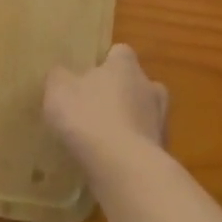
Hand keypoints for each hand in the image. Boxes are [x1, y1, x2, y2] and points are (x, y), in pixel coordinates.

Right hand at [43, 44, 167, 171]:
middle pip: (135, 83)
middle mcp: (149, 87)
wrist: (124, 168)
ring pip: (143, 115)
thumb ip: (59, 77)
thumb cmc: (89, 117)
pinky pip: (143, 144)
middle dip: (119, 93)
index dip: (104, 62)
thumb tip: (61, 74)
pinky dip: (130, 149)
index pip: (119, 52)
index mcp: (126, 66)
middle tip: (94, 107)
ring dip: (127, 123)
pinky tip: (110, 162)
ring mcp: (160, 121)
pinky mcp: (162, 152)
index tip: (87, 75)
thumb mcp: (58, 90)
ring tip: (101, 139)